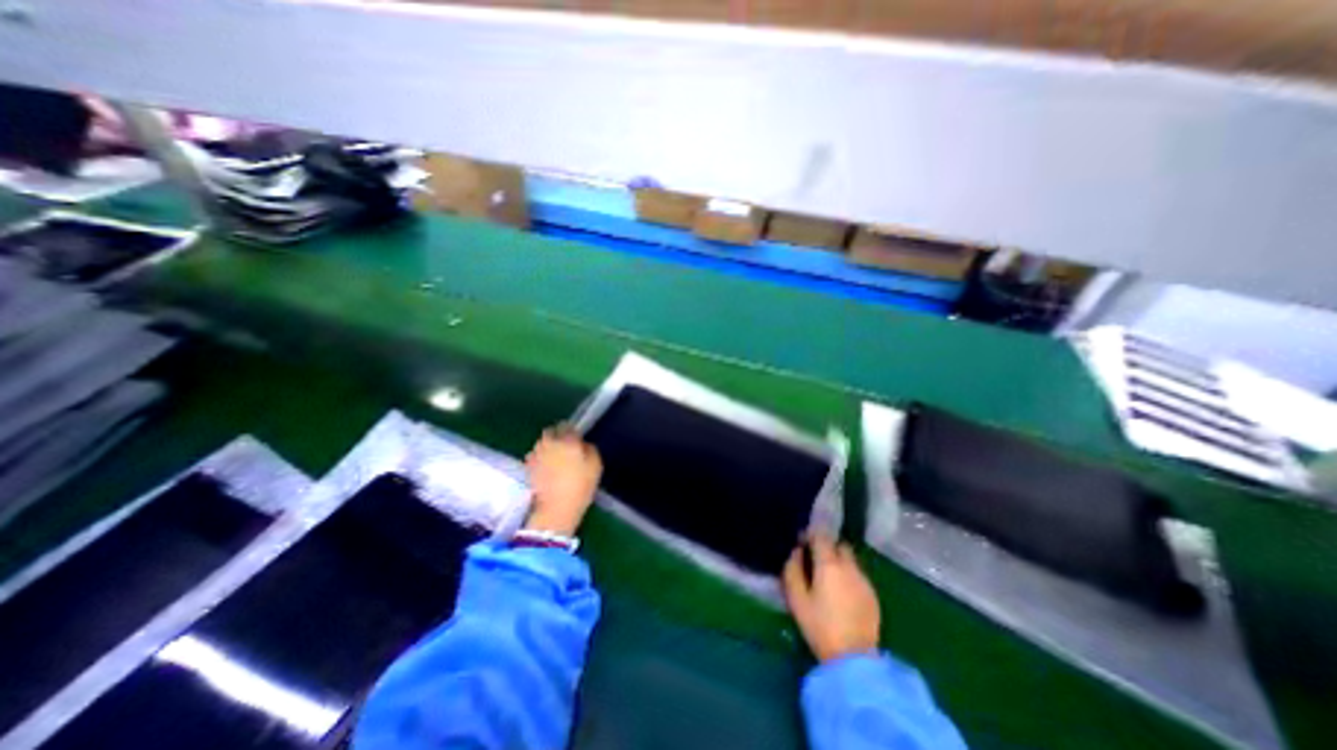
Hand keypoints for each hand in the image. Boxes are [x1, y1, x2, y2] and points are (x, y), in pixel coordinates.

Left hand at [526, 424, 603, 535]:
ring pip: (541, 444)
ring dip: (547, 447)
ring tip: (555, 459)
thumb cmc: (580, 486)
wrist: (555, 509)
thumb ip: (590, 449)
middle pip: (551, 432)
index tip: (576, 439)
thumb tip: (583, 444)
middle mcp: (549, 442)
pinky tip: (546, 469)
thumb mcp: (596, 466)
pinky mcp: (527, 467)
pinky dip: (539, 459)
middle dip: (556, 436)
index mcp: (568, 440)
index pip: (568, 426)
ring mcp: (536, 454)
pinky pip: (534, 456)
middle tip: (564, 447)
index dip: (572, 432)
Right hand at [785, 533, 878, 662]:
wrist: (854, 660)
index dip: (810, 536)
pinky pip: (858, 576)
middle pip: (839, 545)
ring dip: (839, 562)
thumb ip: (792, 569)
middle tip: (815, 561)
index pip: (821, 536)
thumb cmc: (819, 626)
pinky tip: (842, 595)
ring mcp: (864, 581)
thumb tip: (795, 552)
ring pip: (850, 561)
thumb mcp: (796, 598)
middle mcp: (849, 567)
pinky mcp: (873, 596)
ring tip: (829, 579)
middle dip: (827, 547)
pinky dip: (849, 577)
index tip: (802, 543)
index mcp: (829, 564)